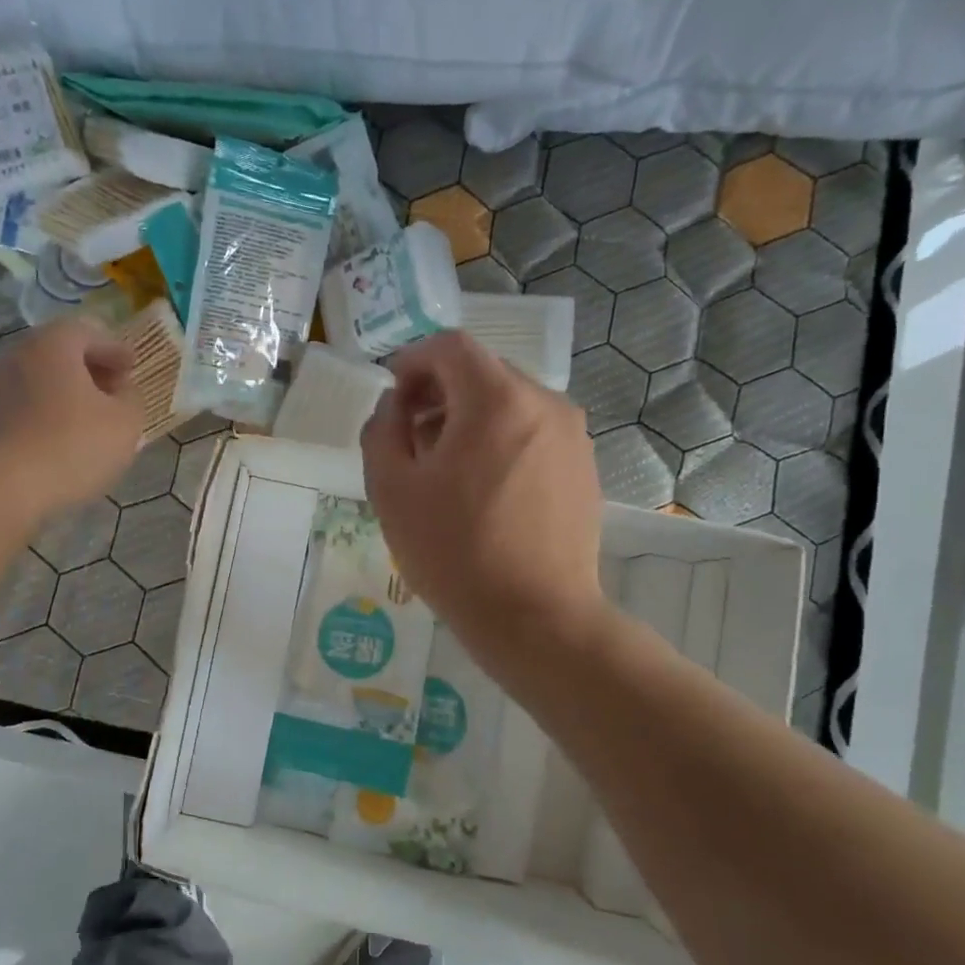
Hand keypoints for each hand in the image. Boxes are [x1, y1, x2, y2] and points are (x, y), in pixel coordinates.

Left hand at [0, 317, 143, 517]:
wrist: (2, 490)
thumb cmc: (72, 447)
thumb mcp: (125, 423)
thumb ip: (132, 399)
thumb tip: (122, 390)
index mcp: (53, 344)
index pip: (89, 332)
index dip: (116, 349)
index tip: (132, 367)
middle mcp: (17, 355)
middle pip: (60, 353)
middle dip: (89, 370)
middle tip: (113, 392)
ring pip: (39, 381)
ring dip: (65, 394)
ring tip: (88, 420)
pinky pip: (22, 407)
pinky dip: (44, 414)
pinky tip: (60, 440)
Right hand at [361, 330, 606, 669]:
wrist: (535, 617)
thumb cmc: (454, 552)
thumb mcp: (391, 490)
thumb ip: (382, 430)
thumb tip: (395, 405)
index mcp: (496, 399)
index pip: (450, 346)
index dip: (412, 360)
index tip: (392, 396)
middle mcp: (544, 403)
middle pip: (482, 372)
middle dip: (439, 392)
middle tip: (410, 437)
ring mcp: (572, 436)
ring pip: (509, 404)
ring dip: (469, 419)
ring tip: (444, 470)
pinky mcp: (583, 468)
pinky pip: (532, 434)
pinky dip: (500, 442)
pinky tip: (482, 491)